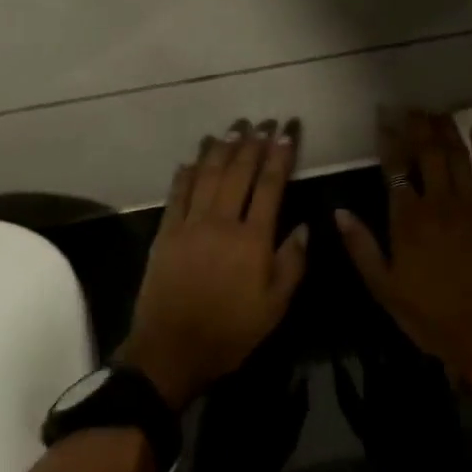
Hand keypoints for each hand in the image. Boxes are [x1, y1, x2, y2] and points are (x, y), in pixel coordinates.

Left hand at [119, 120, 308, 410]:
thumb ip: (292, 264)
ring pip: (207, 176)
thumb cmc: (230, 332)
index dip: (279, 156)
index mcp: (252, 240)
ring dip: (220, 149)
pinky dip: (185, 174)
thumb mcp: (274, 308)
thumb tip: (306, 227)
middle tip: (262, 121)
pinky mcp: (166, 233)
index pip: (270, 186)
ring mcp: (190, 225)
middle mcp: (221, 222)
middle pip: (238, 173)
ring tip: (232, 128)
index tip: (286, 132)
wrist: (171, 350)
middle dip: (252, 143)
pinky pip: (177, 195)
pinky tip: (192, 159)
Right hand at [335, 111, 471, 379]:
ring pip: (458, 157)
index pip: (395, 168)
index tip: (383, 117)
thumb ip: (361, 246)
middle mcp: (438, 203)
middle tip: (411, 107)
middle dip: (418, 125)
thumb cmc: (429, 313)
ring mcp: (471, 205)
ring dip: (447, 130)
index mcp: (407, 220)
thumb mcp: (383, 287)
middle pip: (428, 153)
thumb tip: (339, 212)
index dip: (389, 138)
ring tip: (437, 111)